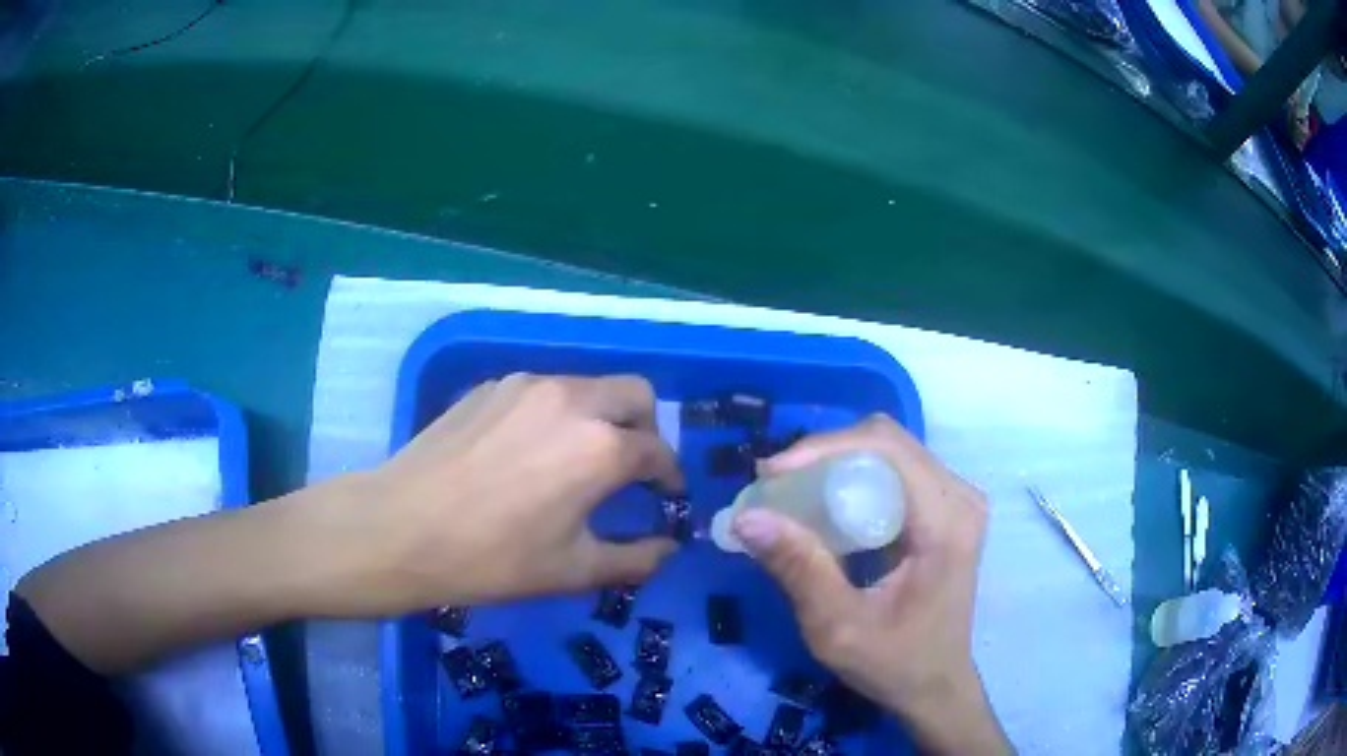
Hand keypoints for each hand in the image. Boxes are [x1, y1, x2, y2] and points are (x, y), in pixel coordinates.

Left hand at [343, 373, 683, 612]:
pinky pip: (543, 391)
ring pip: (588, 386)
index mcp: (600, 448)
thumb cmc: (493, 559)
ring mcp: (527, 386)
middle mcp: (572, 401)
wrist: (402, 528)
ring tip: (576, 460)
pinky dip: (556, 414)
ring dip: (601, 417)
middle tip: (631, 467)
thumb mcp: (573, 570)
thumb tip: (669, 549)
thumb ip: (635, 560)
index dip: (670, 477)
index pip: (658, 451)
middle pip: (636, 394)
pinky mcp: (491, 387)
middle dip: (647, 429)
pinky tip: (526, 452)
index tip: (666, 496)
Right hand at [731, 415, 1010, 755]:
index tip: (771, 474)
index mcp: (946, 521)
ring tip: (790, 492)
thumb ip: (799, 570)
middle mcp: (959, 498)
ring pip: (889, 452)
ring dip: (836, 464)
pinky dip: (852, 479)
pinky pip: (895, 473)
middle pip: (888, 443)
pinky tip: (823, 506)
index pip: (887, 450)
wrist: (935, 686)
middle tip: (775, 484)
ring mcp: (956, 501)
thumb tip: (746, 517)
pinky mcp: (945, 511)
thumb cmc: (894, 663)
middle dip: (824, 454)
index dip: (824, 448)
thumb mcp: (839, 627)